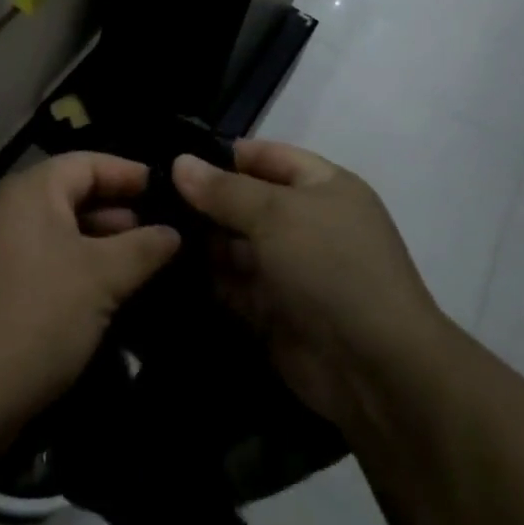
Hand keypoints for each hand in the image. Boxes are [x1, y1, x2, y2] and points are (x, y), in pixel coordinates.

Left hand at [0, 152, 179, 426]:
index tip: (167, 190)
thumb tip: (173, 232)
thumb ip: (143, 248)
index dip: (129, 173)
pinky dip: (75, 270)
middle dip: (118, 214)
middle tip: (162, 234)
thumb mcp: (102, 278)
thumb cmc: (39, 316)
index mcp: (31, 192)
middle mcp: (8, 211)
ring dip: (99, 246)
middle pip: (71, 196)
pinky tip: (104, 298)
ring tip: (141, 267)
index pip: (87, 163)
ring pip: (58, 234)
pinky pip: (43, 264)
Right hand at [173, 139, 446, 431]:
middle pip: (246, 202)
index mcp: (323, 187)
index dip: (223, 155)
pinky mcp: (275, 312)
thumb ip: (224, 190)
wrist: (375, 368)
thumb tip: (180, 162)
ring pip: (235, 246)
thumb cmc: (330, 266)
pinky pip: (233, 287)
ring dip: (201, 242)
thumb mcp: (276, 214)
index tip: (172, 158)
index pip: (266, 156)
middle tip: (148, 198)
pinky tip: (166, 270)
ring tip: (150, 232)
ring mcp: (291, 270)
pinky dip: (206, 280)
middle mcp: (307, 223)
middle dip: (204, 201)